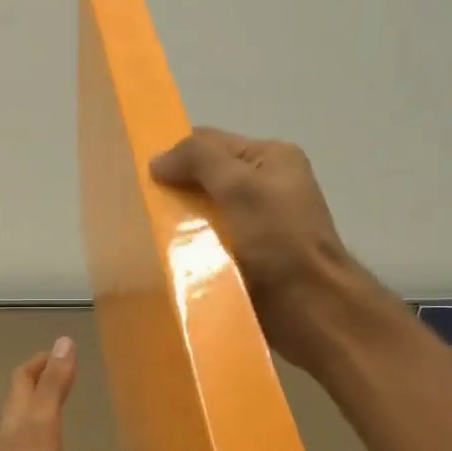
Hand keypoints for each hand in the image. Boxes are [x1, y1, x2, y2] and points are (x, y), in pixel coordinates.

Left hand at [0, 339, 77, 450]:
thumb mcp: (43, 422)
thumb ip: (54, 385)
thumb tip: (63, 342)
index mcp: (18, 414)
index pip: (23, 378)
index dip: (39, 362)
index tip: (60, 353)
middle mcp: (13, 432)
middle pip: (22, 401)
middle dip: (41, 385)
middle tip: (66, 377)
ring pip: (27, 426)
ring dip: (43, 413)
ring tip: (64, 409)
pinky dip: (46, 442)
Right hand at [150, 128, 367, 372]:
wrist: (312, 308)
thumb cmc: (279, 240)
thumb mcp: (241, 186)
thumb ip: (199, 160)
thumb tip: (157, 160)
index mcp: (271, 158)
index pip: (211, 142)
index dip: (176, 153)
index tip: (139, 175)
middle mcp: (266, 186)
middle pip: (207, 179)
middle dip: (175, 191)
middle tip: (139, 207)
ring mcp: (258, 225)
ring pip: (205, 215)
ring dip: (179, 224)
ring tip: (146, 235)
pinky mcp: (249, 259)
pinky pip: (210, 246)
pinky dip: (190, 250)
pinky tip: (167, 260)